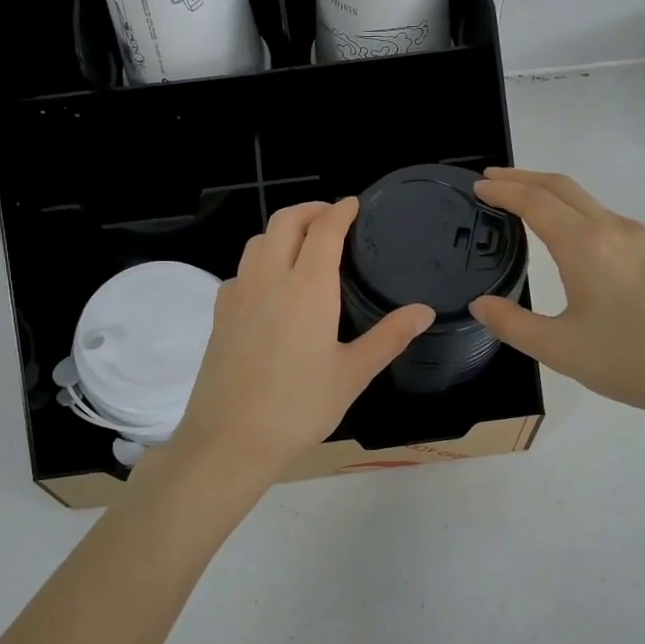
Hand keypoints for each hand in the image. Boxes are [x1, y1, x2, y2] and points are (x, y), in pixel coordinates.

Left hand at [171, 199, 433, 477]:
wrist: (231, 438)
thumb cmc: (300, 407)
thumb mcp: (353, 374)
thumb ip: (389, 337)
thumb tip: (424, 311)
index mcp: (307, 288)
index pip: (324, 230)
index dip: (340, 211)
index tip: (354, 204)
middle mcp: (269, 279)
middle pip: (285, 221)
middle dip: (310, 209)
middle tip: (332, 218)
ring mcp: (238, 294)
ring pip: (258, 241)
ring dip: (283, 231)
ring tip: (303, 245)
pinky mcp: (220, 314)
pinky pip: (241, 270)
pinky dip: (261, 260)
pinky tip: (272, 287)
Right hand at [468, 168, 644, 430]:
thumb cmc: (632, 361)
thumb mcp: (560, 349)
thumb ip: (512, 324)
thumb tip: (481, 304)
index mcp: (586, 245)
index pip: (536, 202)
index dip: (503, 191)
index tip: (477, 187)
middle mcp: (613, 229)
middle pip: (562, 187)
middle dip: (523, 178)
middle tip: (491, 181)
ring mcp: (640, 239)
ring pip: (586, 200)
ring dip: (549, 192)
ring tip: (521, 202)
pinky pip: (604, 217)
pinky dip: (573, 210)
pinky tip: (566, 234)